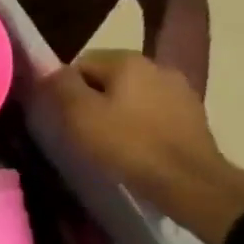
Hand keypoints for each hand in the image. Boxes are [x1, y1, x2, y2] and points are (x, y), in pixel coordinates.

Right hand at [39, 50, 243, 243]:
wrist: (190, 183)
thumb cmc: (129, 145)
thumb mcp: (80, 115)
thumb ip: (61, 85)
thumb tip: (50, 70)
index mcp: (128, 60)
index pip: (81, 63)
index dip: (66, 89)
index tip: (63, 117)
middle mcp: (157, 65)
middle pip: (108, 78)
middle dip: (93, 100)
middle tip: (82, 132)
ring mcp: (180, 90)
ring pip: (132, 96)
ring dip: (118, 112)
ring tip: (109, 143)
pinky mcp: (193, 116)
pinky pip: (153, 114)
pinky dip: (140, 126)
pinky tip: (136, 149)